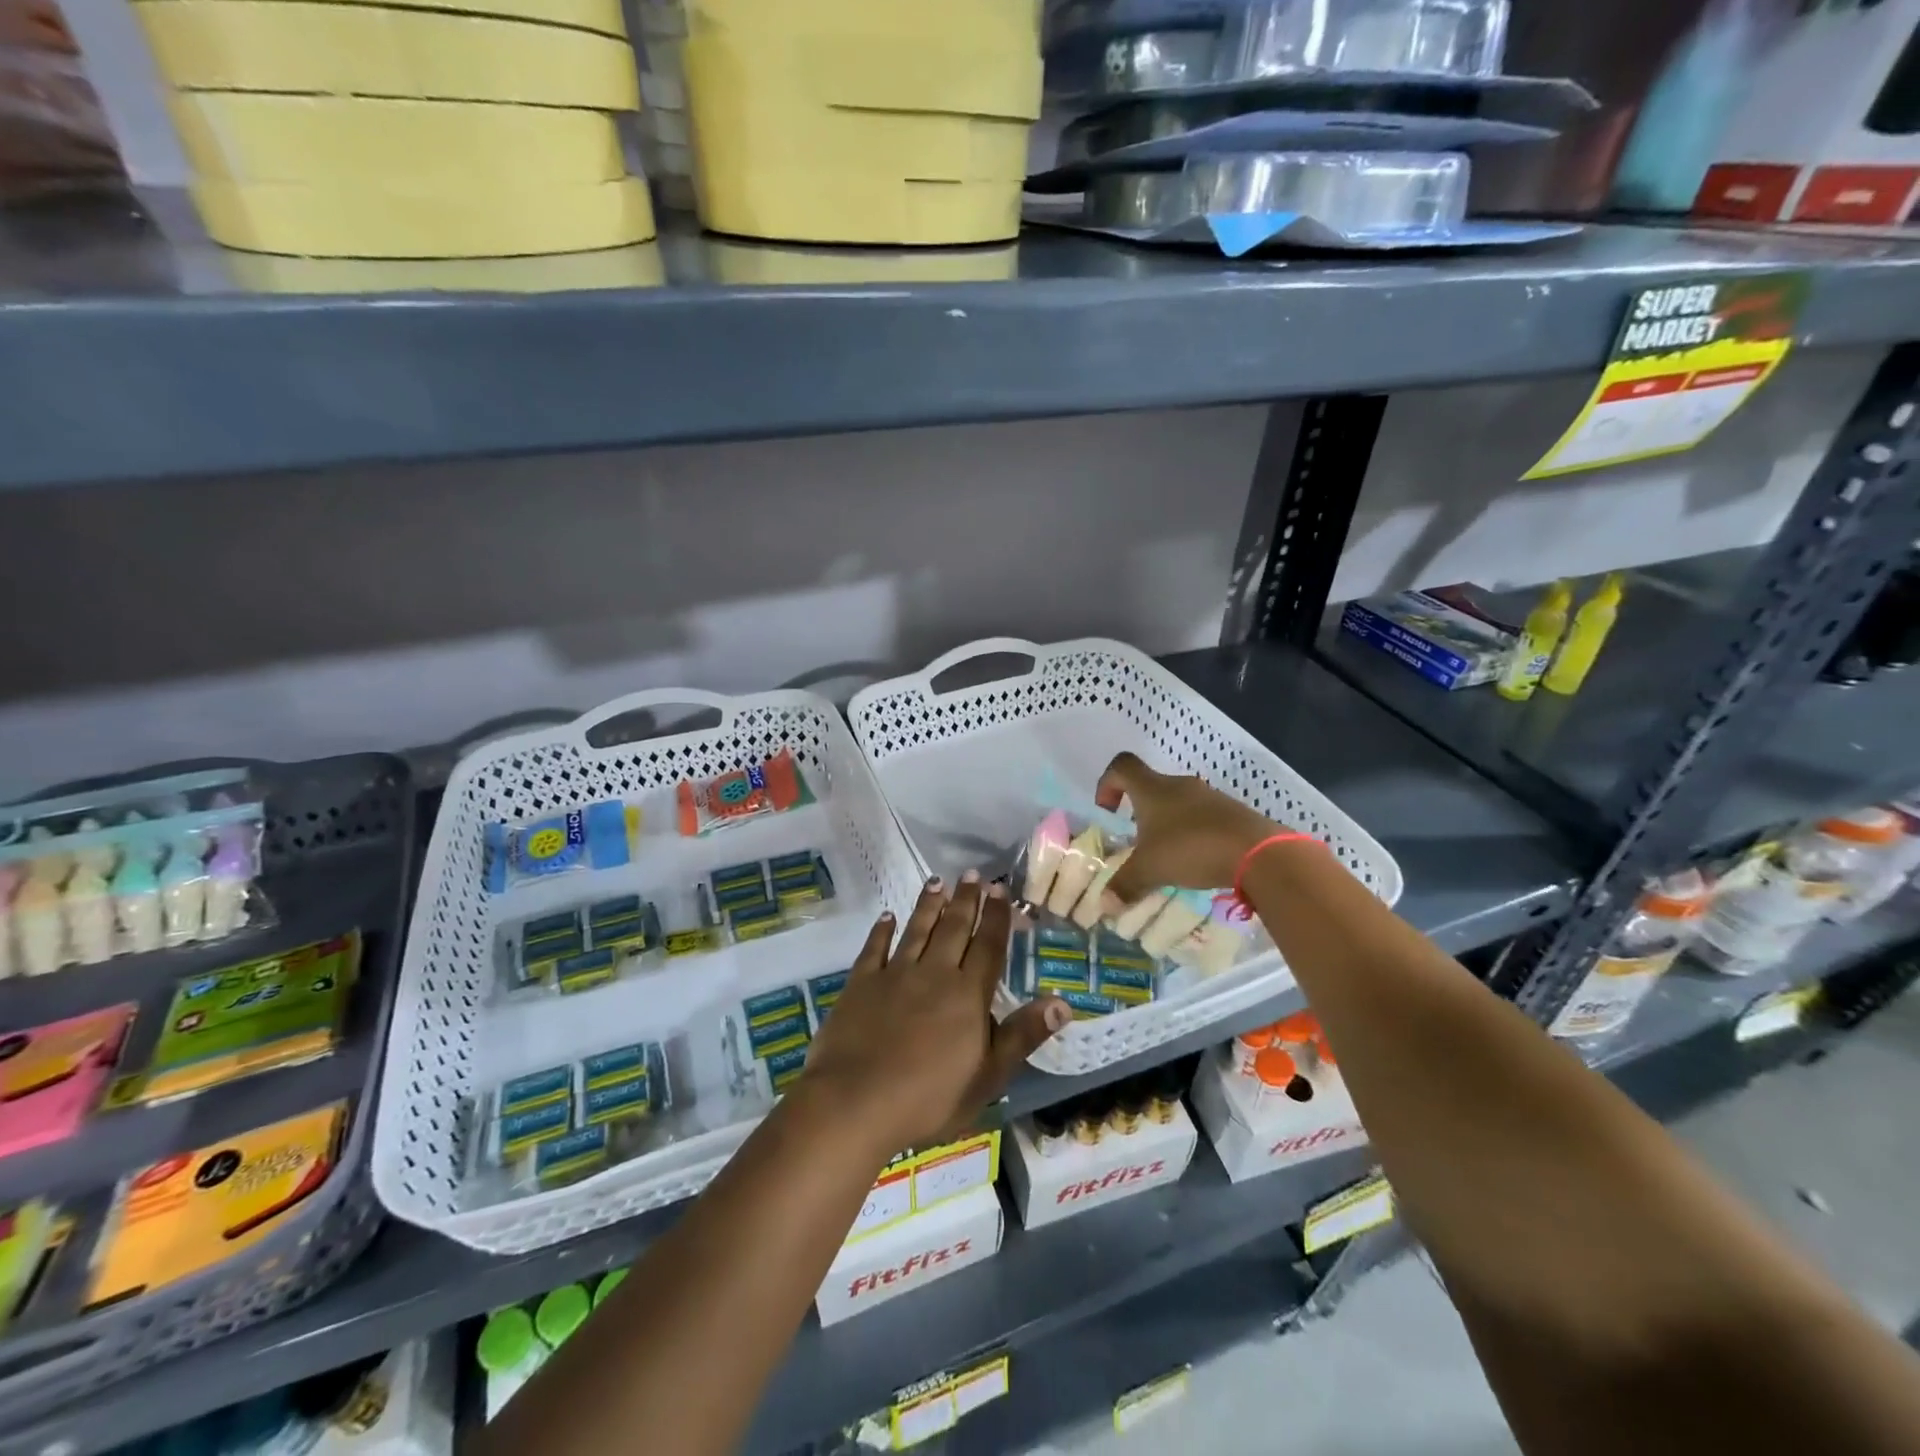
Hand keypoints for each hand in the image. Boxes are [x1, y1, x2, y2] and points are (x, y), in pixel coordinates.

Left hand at [800, 874, 1068, 1155]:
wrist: (856, 1102)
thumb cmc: (930, 1098)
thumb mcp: (988, 1075)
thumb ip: (1023, 1035)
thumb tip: (1062, 1001)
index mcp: (967, 994)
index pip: (987, 946)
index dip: (996, 917)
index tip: (1000, 890)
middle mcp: (934, 973)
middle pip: (953, 929)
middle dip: (966, 900)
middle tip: (973, 874)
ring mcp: (894, 974)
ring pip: (917, 930)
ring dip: (929, 905)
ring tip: (938, 882)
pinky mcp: (861, 983)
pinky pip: (874, 948)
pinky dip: (881, 930)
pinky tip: (887, 917)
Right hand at [1095, 751, 1279, 900]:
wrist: (1257, 852)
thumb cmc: (1191, 849)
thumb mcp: (1150, 870)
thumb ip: (1125, 885)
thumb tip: (1105, 905)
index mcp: (1153, 789)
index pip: (1122, 766)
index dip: (1107, 783)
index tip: (1108, 811)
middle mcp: (1179, 785)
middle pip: (1151, 786)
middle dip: (1139, 811)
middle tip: (1138, 842)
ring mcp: (1209, 796)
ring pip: (1178, 803)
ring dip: (1168, 824)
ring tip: (1168, 856)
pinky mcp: (1231, 812)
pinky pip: (1203, 817)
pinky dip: (1193, 834)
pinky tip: (1197, 861)